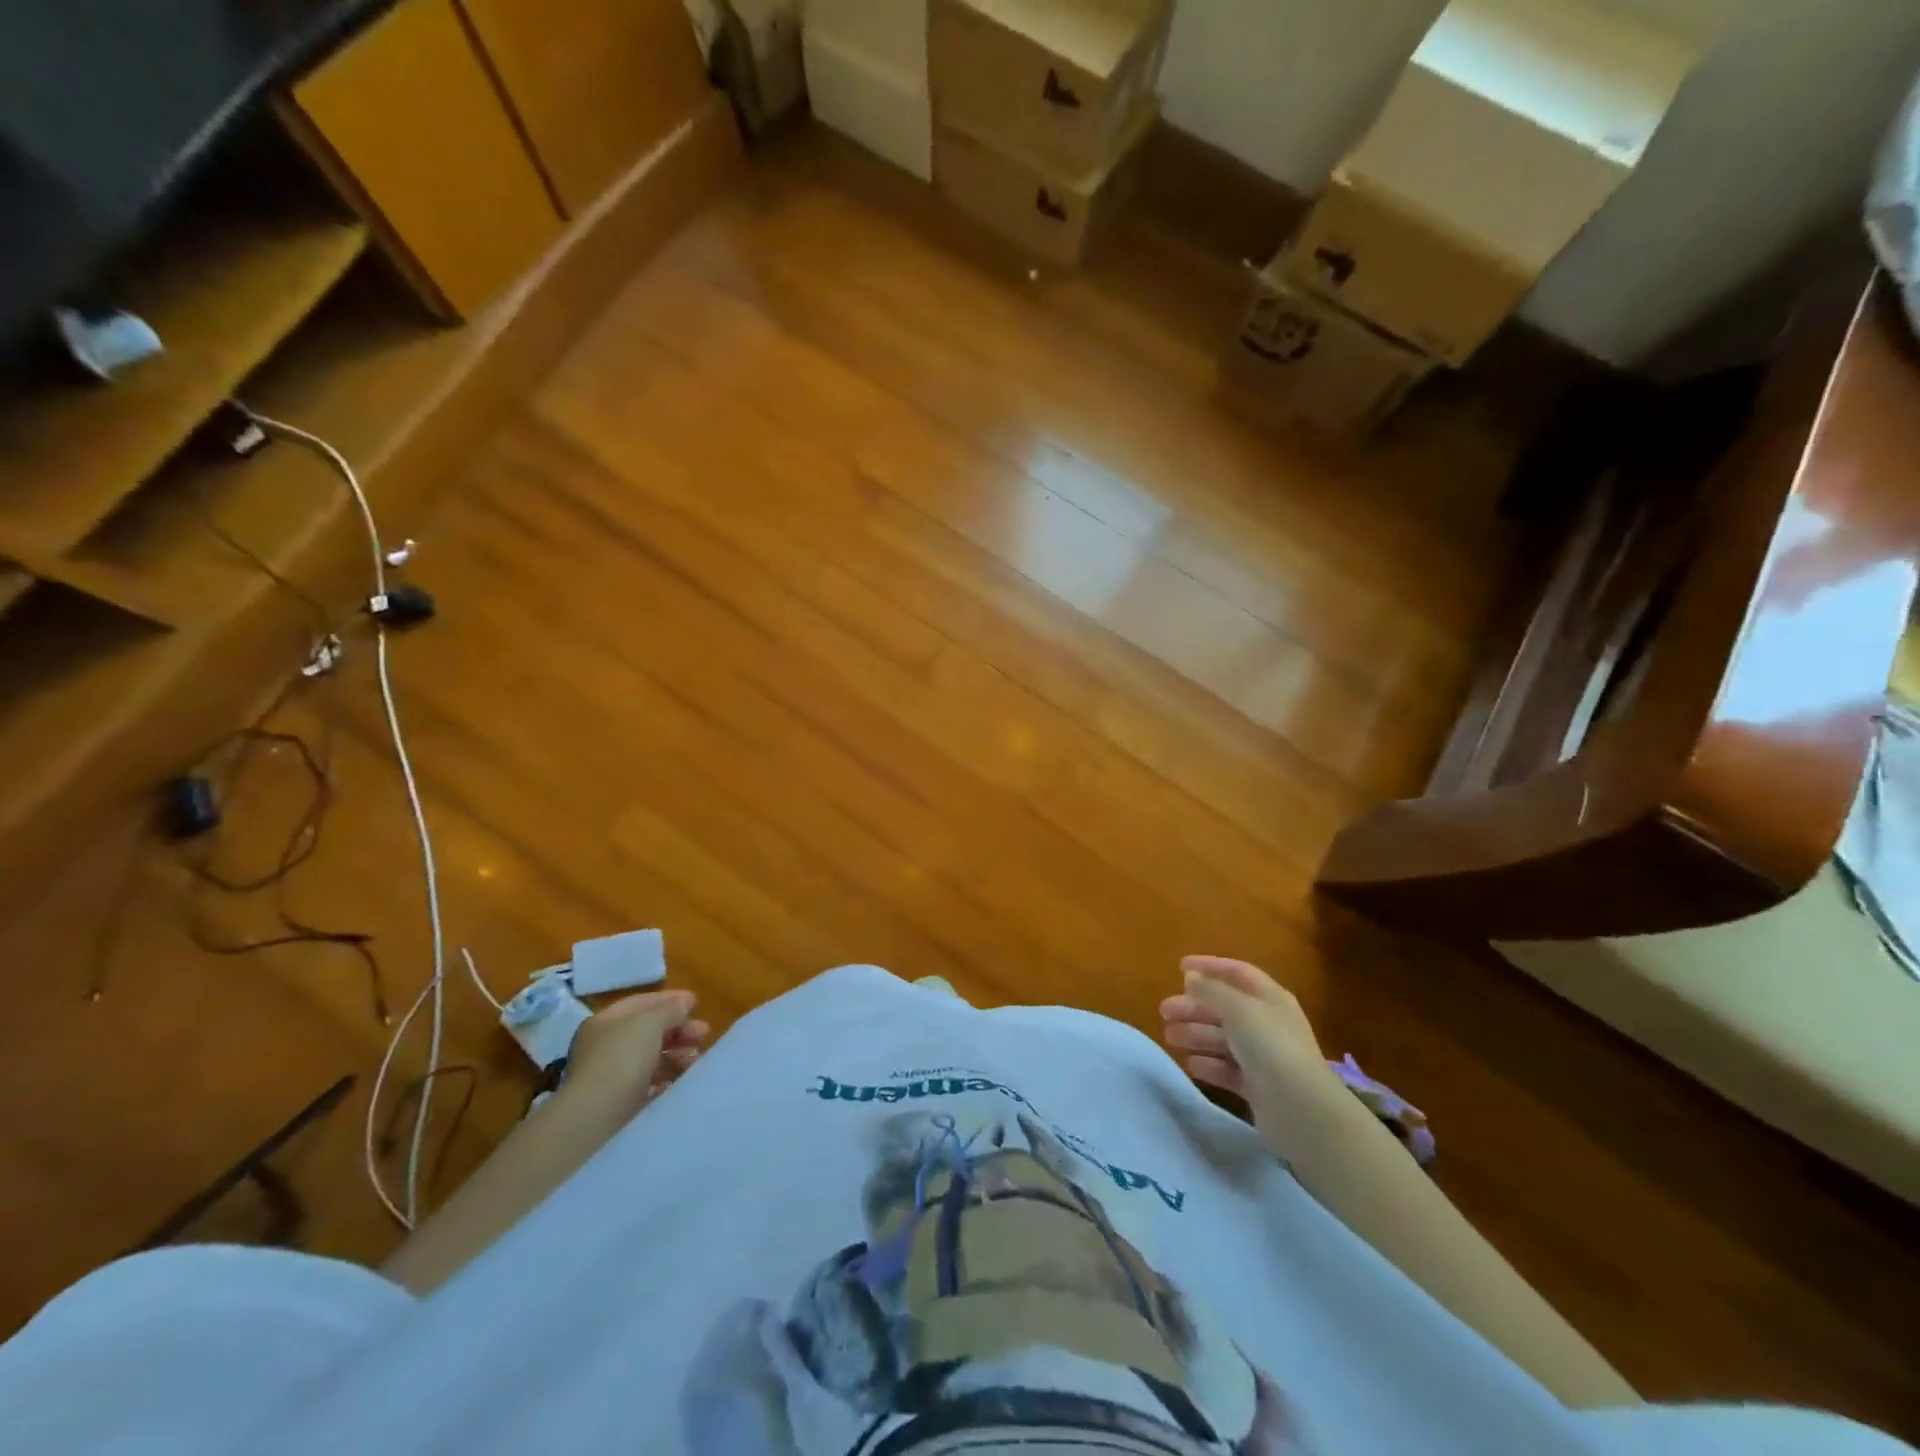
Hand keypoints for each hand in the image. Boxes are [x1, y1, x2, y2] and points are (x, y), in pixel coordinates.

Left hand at [565, 989, 708, 1117]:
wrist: (595, 1117)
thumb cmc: (622, 1058)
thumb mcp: (650, 1023)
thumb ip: (670, 1009)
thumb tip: (685, 1001)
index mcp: (606, 1022)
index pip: (641, 1003)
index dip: (670, 1000)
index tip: (697, 1003)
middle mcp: (605, 1046)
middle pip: (648, 1031)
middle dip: (679, 1030)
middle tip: (704, 1033)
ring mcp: (610, 1076)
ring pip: (650, 1058)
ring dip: (676, 1055)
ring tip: (696, 1060)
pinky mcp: (618, 1103)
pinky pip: (647, 1085)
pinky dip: (665, 1080)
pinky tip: (677, 1083)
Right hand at [1160, 956, 1350, 1157]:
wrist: (1302, 1110)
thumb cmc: (1270, 1046)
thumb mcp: (1238, 1008)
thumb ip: (1211, 990)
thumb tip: (1191, 977)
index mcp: (1270, 998)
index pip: (1237, 973)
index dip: (1209, 966)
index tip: (1179, 967)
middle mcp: (1268, 1023)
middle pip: (1225, 1008)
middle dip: (1194, 1007)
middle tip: (1164, 1011)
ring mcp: (1265, 1057)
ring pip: (1223, 1039)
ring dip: (1196, 1034)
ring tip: (1169, 1037)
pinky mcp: (1259, 1088)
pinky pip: (1228, 1069)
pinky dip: (1209, 1064)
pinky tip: (1191, 1064)